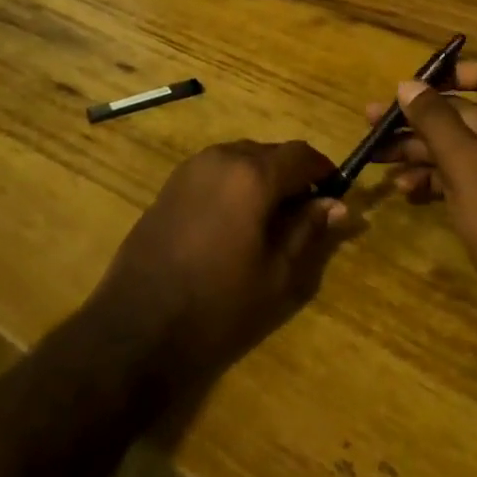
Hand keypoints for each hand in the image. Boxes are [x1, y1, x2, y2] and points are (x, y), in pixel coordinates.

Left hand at [89, 141, 348, 394]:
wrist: (138, 324)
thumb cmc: (218, 304)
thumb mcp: (276, 274)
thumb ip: (308, 231)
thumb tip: (337, 205)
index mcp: (253, 174)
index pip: (301, 154)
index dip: (323, 169)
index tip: (336, 192)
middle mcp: (223, 157)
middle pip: (270, 152)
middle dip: (292, 174)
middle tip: (306, 212)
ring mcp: (192, 167)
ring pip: (241, 158)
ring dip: (262, 177)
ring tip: (271, 218)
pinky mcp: (171, 183)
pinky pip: (216, 169)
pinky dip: (235, 183)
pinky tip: (235, 220)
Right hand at [372, 59, 476, 352]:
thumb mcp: (467, 165)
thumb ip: (436, 121)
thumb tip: (407, 84)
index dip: (451, 72)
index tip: (411, 86)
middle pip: (460, 112)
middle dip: (416, 116)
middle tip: (371, 121)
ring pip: (454, 146)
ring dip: (415, 149)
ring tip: (376, 157)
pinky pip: (457, 177)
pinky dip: (431, 179)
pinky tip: (404, 191)